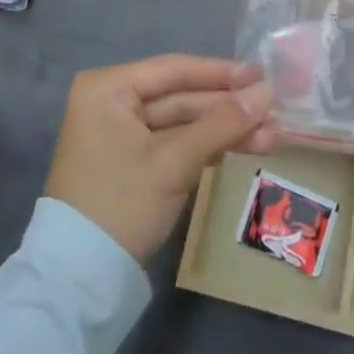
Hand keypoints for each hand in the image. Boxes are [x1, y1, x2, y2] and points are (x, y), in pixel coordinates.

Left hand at [46, 54, 274, 263]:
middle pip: (181, 96)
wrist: (79, 283)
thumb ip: (222, 123)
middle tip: (274, 109)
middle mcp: (112, 102)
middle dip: (228, 107)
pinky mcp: (133, 164)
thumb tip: (267, 93)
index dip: (221, 73)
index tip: (262, 73)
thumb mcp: (174, 161)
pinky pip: (176, 144)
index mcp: (108, 88)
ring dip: (224, 129)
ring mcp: (122, 134)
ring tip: (270, 134)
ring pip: (183, 122)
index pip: (174, 70)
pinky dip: (208, 146)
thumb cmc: (121, 203)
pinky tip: (244, 147)